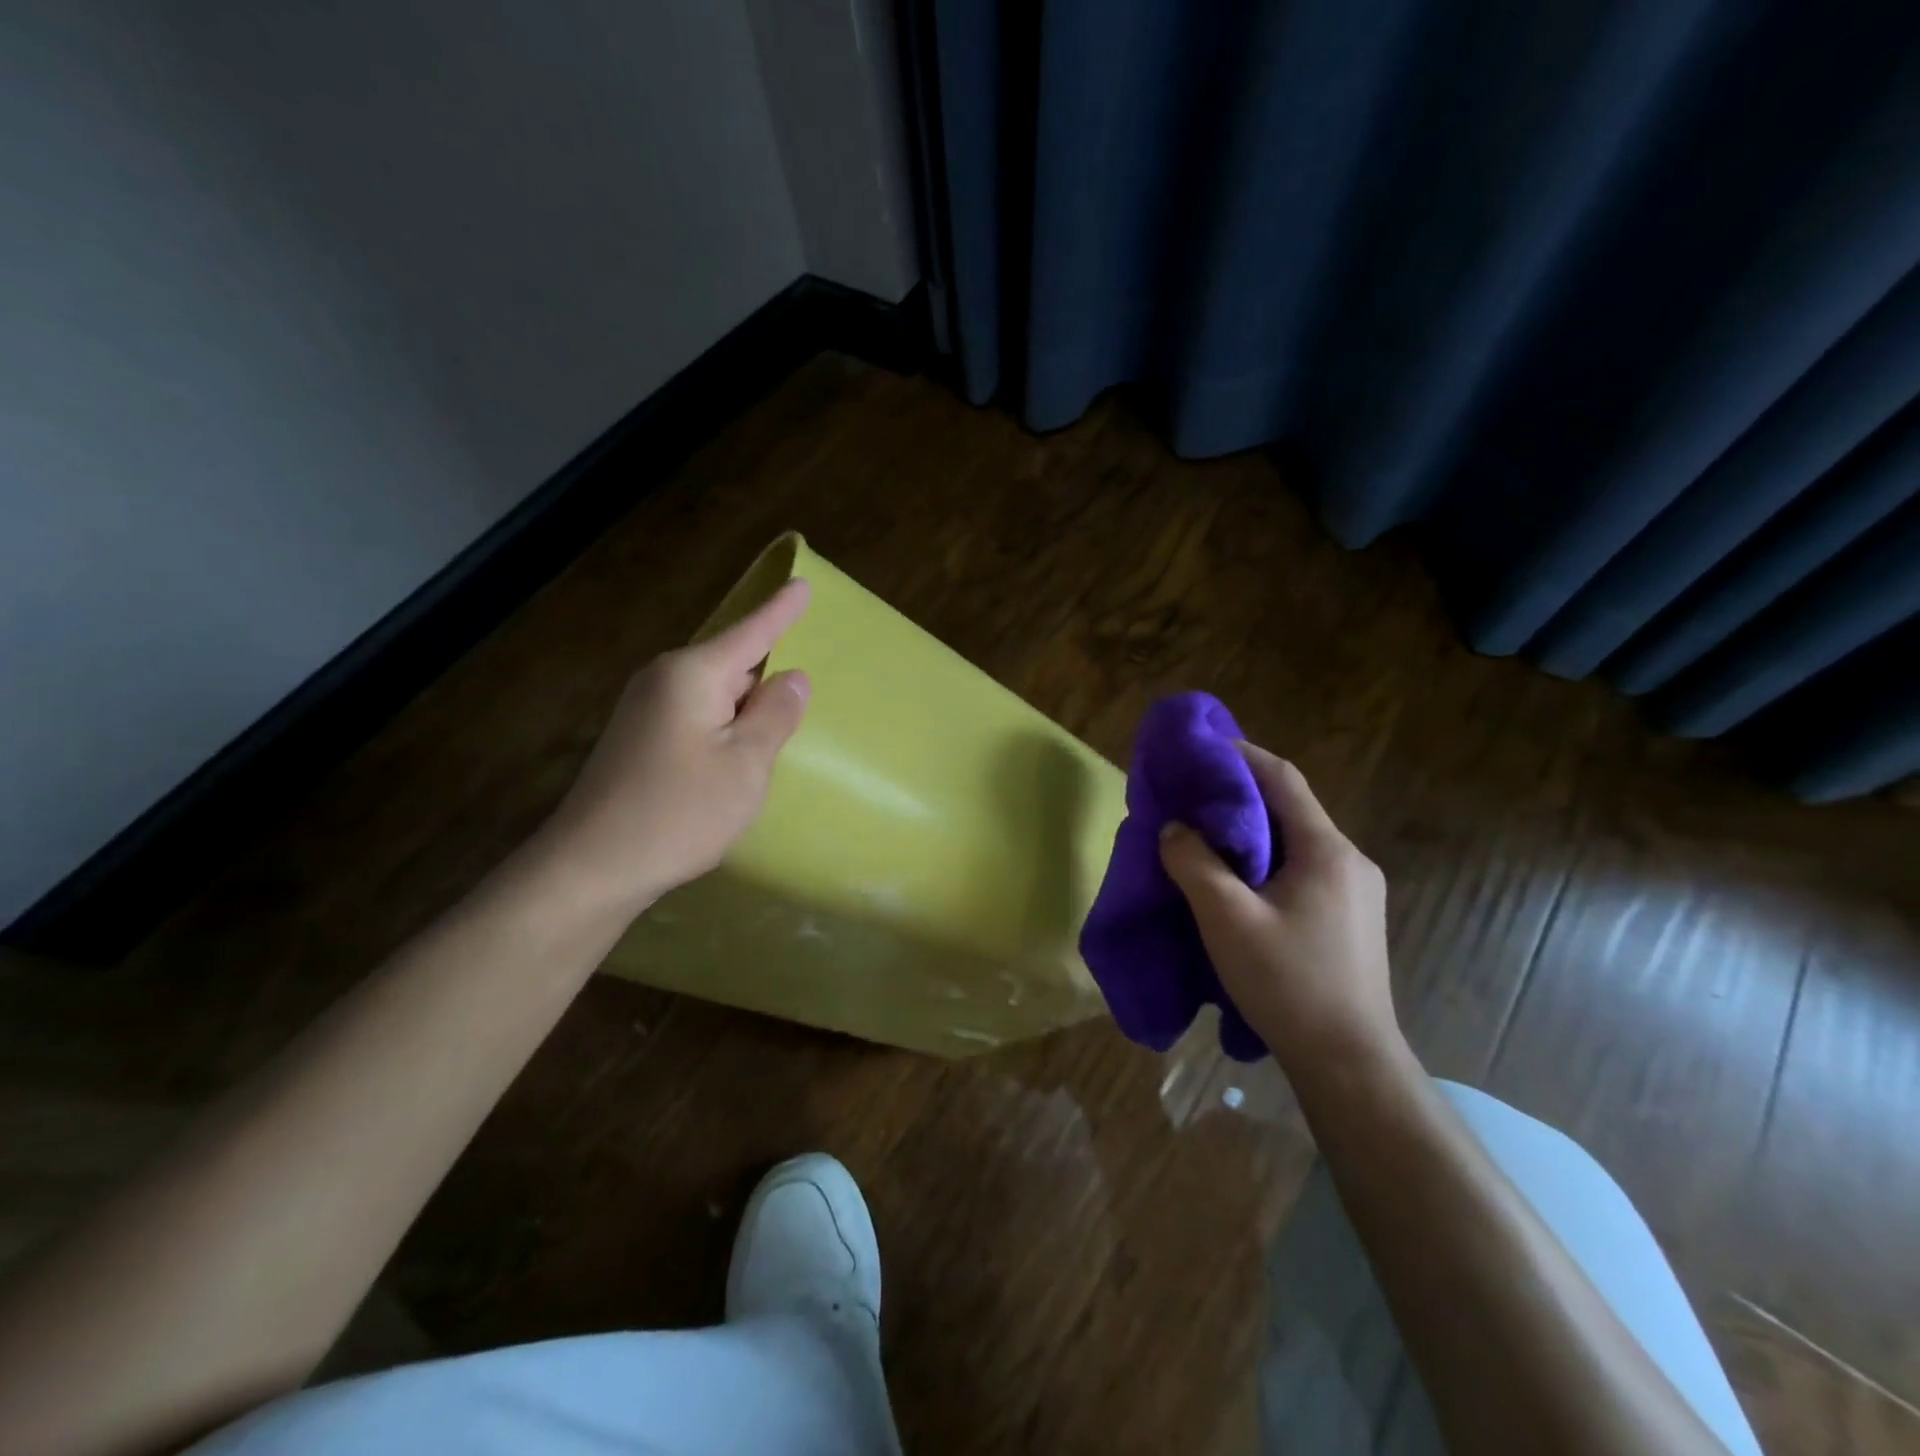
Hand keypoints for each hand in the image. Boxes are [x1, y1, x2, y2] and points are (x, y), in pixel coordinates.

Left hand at [532, 578, 811, 918]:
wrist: (592, 866)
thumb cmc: (680, 812)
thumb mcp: (746, 764)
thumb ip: (775, 715)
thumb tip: (793, 676)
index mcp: (692, 674)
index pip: (751, 633)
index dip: (781, 611)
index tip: (803, 584)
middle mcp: (663, 680)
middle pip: (731, 664)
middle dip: (764, 678)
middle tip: (798, 701)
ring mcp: (644, 709)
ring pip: (713, 695)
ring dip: (743, 711)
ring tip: (770, 740)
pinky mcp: (637, 739)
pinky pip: (694, 717)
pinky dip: (722, 729)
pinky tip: (731, 762)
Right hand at [1158, 743, 1400, 1075]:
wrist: (1348, 1063)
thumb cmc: (1288, 983)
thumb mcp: (1226, 919)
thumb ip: (1194, 864)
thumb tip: (1175, 829)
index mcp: (1327, 851)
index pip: (1282, 779)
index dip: (1241, 755)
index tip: (1200, 749)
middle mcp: (1349, 861)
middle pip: (1289, 809)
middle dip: (1238, 795)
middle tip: (1191, 796)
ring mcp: (1355, 892)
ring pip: (1294, 842)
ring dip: (1249, 832)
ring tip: (1204, 837)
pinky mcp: (1349, 919)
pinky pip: (1300, 870)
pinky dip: (1263, 861)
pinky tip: (1236, 882)